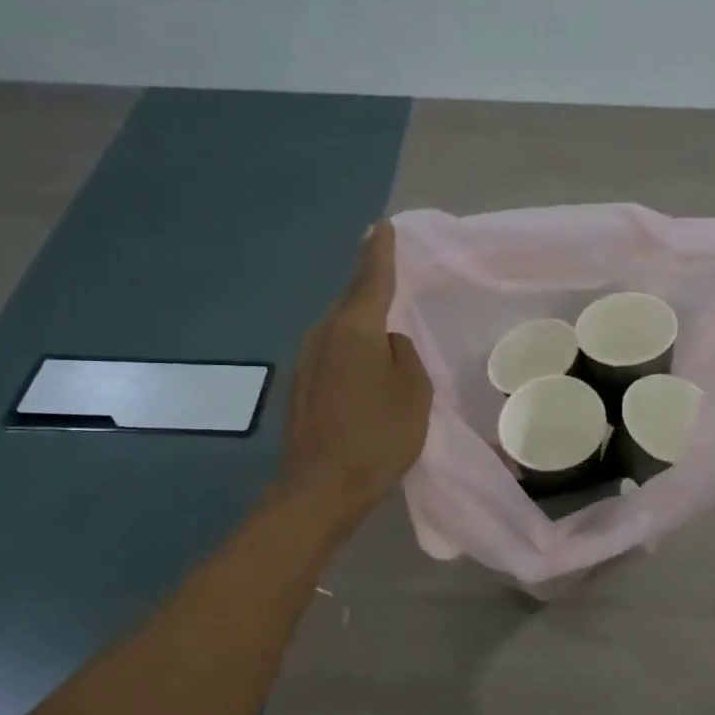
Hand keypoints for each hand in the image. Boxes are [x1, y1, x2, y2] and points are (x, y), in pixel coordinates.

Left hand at [281, 222, 432, 518]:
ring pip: (340, 331)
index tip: (384, 226)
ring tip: (384, 329)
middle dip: (370, 288)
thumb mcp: (414, 392)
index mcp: (355, 328)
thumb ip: (405, 356)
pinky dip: (350, 353)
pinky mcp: (300, 387)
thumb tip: (388, 343)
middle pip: (352, 302)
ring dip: (360, 325)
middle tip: (390, 275)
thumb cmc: (378, 435)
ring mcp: (306, 361)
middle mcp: (323, 334)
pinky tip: (364, 371)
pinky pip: (332, 355)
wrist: (321, 487)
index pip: (372, 278)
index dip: (381, 252)